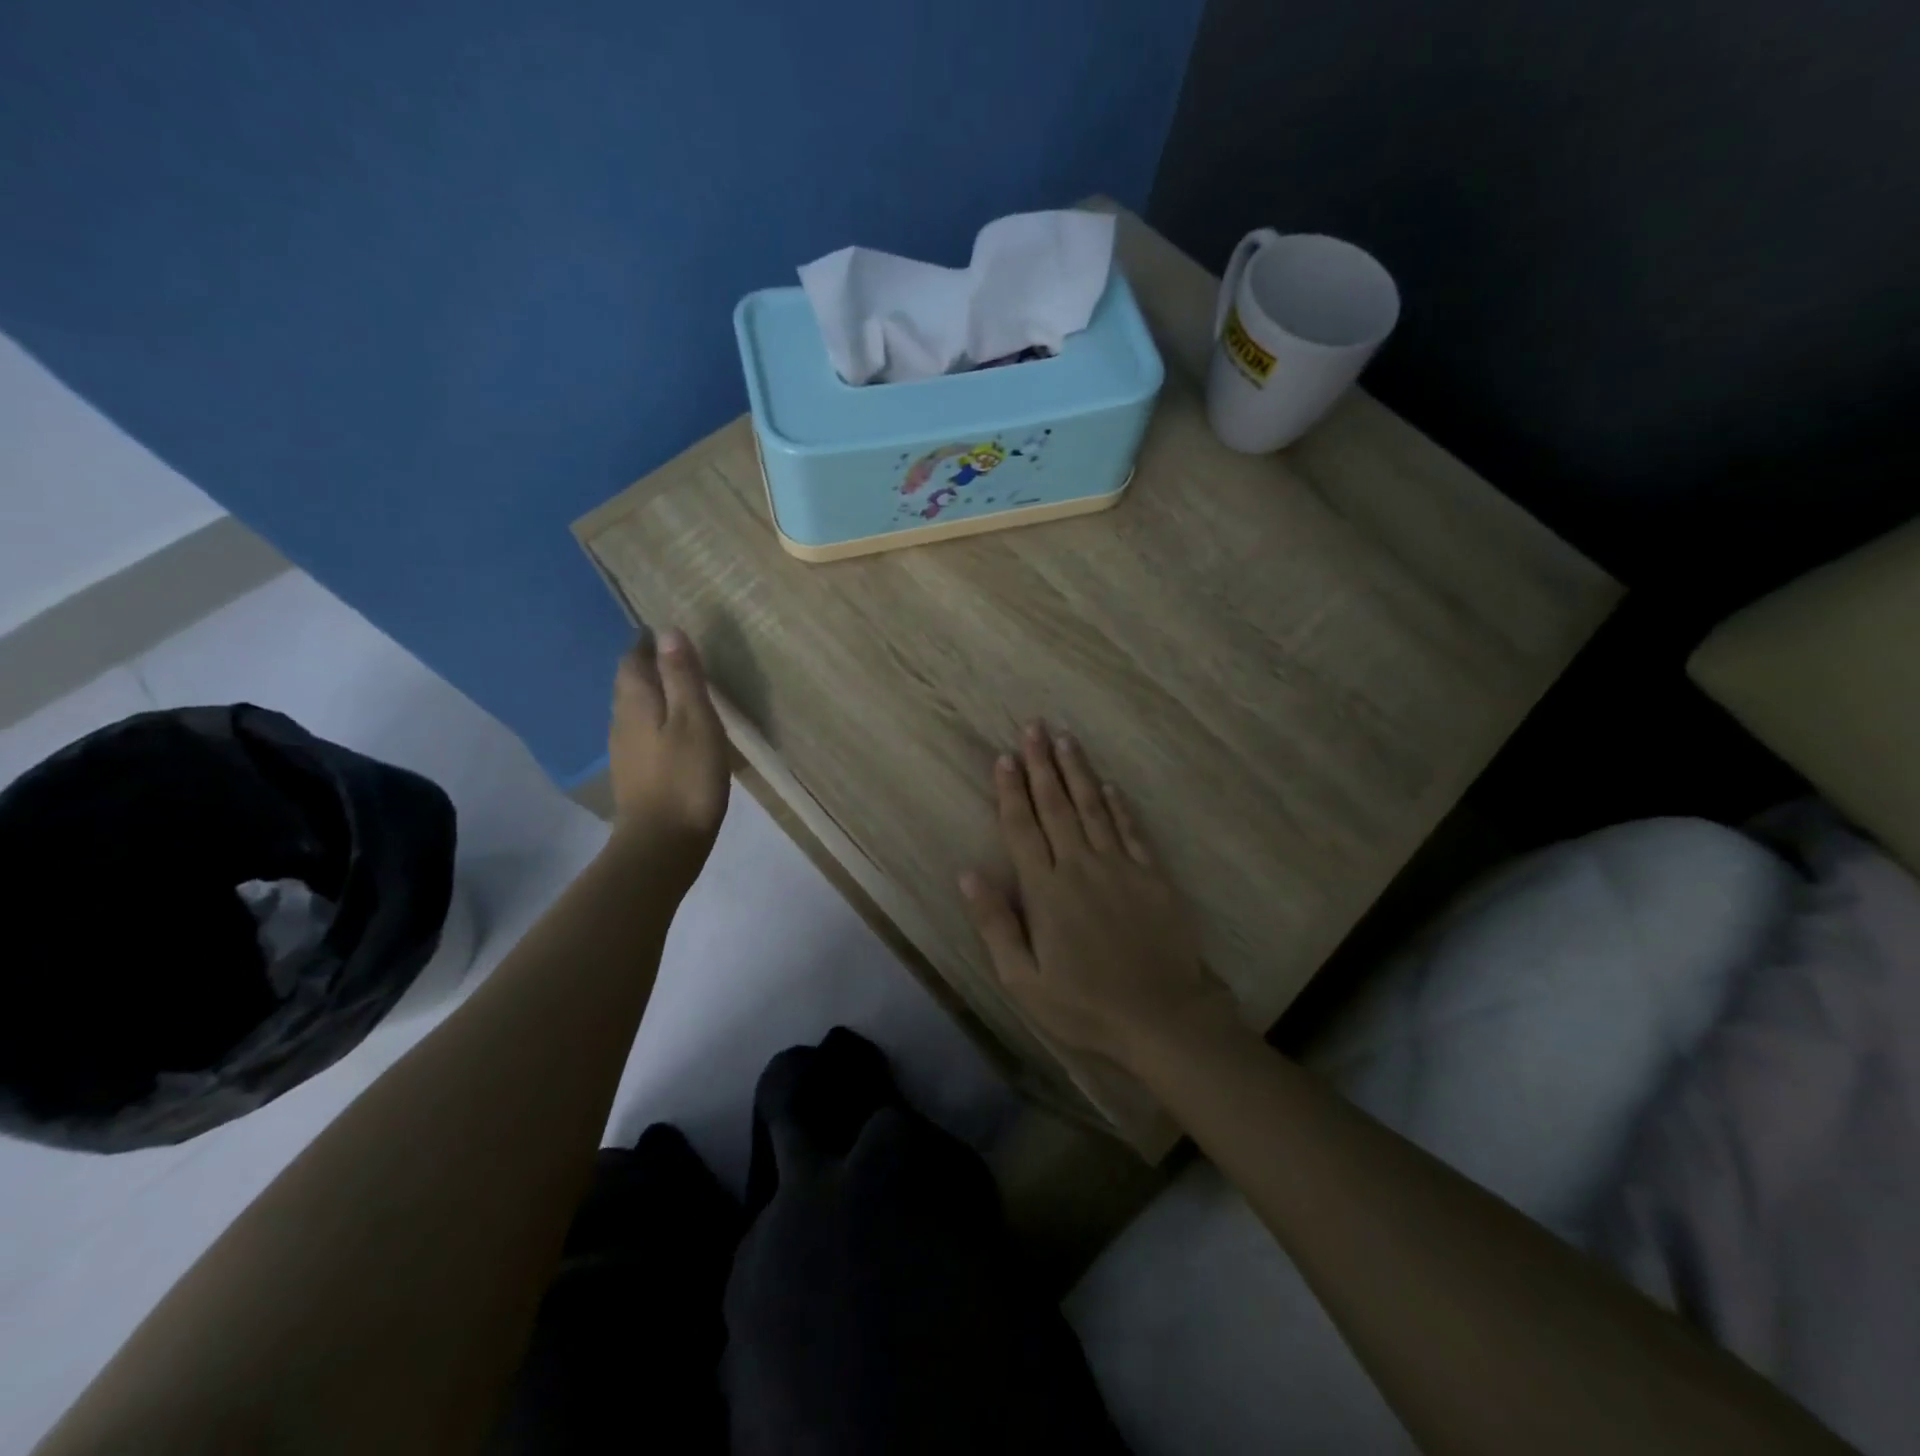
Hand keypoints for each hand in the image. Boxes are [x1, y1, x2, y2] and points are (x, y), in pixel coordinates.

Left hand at [609, 627, 729, 858]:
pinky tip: (673, 734)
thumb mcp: (695, 720)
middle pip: (628, 685)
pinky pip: (641, 734)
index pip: (632, 661)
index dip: (646, 645)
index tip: (664, 634)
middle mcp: (621, 722)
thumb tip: (667, 632)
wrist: (662, 843)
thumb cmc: (686, 777)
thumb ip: (682, 677)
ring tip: (679, 691)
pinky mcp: (634, 776)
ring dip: (651, 696)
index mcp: (636, 703)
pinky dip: (655, 722)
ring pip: (633, 711)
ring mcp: (624, 752)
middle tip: (675, 658)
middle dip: (646, 667)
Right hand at [960, 723, 1239, 1072]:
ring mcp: (1120, 866)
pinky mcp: (1152, 875)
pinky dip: (1117, 804)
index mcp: (1046, 890)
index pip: (1022, 828)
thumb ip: (995, 924)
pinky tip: (1108, 785)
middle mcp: (1080, 866)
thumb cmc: (1086, 1004)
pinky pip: (1130, 829)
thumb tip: (968, 873)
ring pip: (1092, 807)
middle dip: (1042, 764)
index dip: (1011, 790)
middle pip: (1056, 805)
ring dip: (1077, 771)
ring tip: (1065, 739)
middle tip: (1033, 726)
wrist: (1163, 1016)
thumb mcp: (1024, 980)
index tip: (1005, 757)